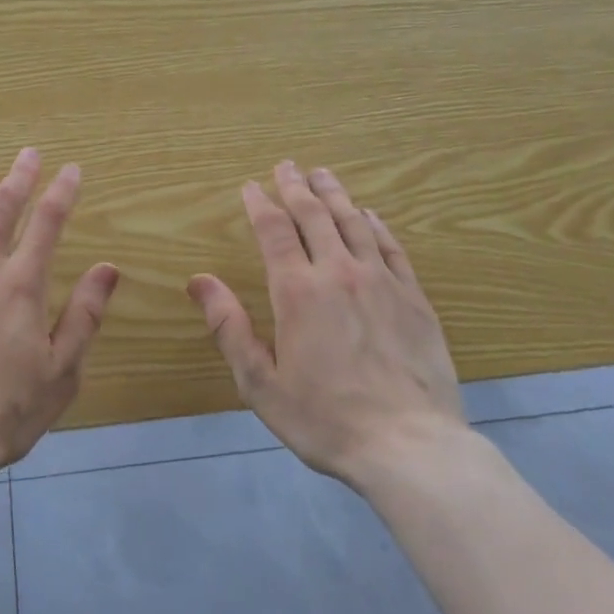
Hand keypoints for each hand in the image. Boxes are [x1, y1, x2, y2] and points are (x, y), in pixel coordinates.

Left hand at [0, 148, 119, 475]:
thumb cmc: (3, 412)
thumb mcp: (61, 371)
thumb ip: (85, 316)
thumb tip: (108, 268)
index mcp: (21, 285)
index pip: (48, 223)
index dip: (62, 192)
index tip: (71, 170)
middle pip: (2, 208)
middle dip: (20, 176)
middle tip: (29, 153)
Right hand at [187, 161, 465, 489]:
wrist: (410, 448)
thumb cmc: (325, 418)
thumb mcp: (261, 382)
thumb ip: (229, 327)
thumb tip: (198, 281)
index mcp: (297, 291)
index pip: (274, 230)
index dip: (259, 204)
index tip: (250, 186)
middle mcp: (338, 272)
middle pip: (314, 215)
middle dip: (296, 187)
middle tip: (286, 165)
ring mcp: (381, 282)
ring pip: (354, 222)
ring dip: (335, 194)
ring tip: (323, 174)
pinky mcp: (414, 298)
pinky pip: (392, 248)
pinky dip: (378, 225)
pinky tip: (370, 214)